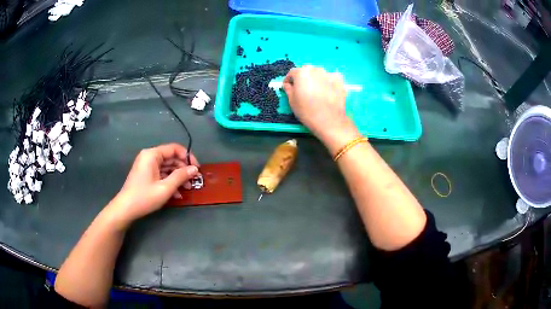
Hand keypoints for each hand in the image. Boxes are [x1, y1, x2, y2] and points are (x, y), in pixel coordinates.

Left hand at [108, 143, 199, 226]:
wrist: (126, 209)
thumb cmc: (145, 197)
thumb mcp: (165, 188)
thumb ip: (181, 176)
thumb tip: (195, 169)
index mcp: (152, 155)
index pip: (174, 149)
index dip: (188, 157)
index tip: (197, 169)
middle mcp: (149, 157)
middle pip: (171, 158)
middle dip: (183, 169)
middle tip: (193, 181)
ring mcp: (147, 166)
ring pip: (167, 167)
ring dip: (178, 177)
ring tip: (188, 189)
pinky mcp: (146, 175)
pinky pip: (161, 174)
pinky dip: (170, 181)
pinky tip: (177, 194)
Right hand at [283, 66, 359, 149]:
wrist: (329, 120)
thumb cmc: (307, 111)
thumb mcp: (292, 101)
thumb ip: (288, 89)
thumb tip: (288, 85)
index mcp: (302, 73)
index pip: (292, 72)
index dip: (289, 80)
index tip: (288, 86)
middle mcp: (315, 70)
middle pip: (306, 71)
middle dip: (303, 78)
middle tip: (302, 89)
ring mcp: (329, 74)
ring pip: (319, 74)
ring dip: (315, 79)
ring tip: (316, 91)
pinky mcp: (339, 81)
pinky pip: (330, 79)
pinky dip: (327, 83)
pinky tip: (327, 92)